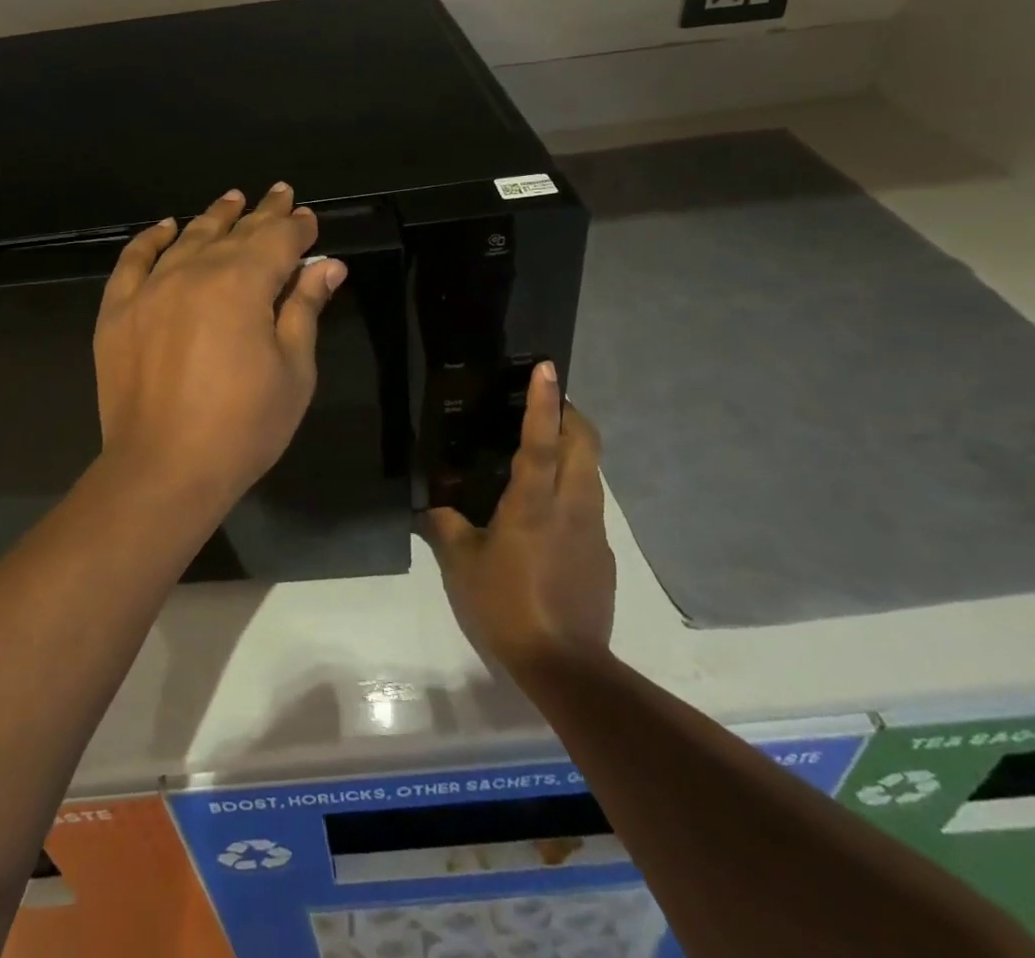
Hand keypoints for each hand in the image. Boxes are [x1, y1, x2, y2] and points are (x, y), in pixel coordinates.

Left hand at [93, 183, 346, 506]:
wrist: (163, 469)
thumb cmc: (243, 426)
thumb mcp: (293, 370)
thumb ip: (305, 309)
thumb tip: (327, 266)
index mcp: (243, 284)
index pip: (278, 240)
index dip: (298, 228)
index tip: (309, 220)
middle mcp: (194, 271)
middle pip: (236, 232)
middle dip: (263, 213)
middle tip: (281, 194)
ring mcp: (150, 288)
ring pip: (188, 238)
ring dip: (214, 217)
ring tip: (231, 200)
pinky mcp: (118, 310)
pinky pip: (133, 261)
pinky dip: (151, 239)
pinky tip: (165, 227)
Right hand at [426, 363, 615, 673]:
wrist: (566, 665)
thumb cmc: (507, 605)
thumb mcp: (462, 565)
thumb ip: (445, 526)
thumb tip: (432, 507)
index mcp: (535, 503)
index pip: (543, 439)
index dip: (545, 400)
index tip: (548, 368)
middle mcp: (572, 506)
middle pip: (586, 444)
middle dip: (571, 415)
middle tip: (546, 405)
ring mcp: (593, 529)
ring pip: (591, 472)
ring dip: (574, 449)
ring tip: (543, 452)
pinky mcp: (602, 553)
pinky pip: (589, 503)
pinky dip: (573, 487)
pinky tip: (546, 512)